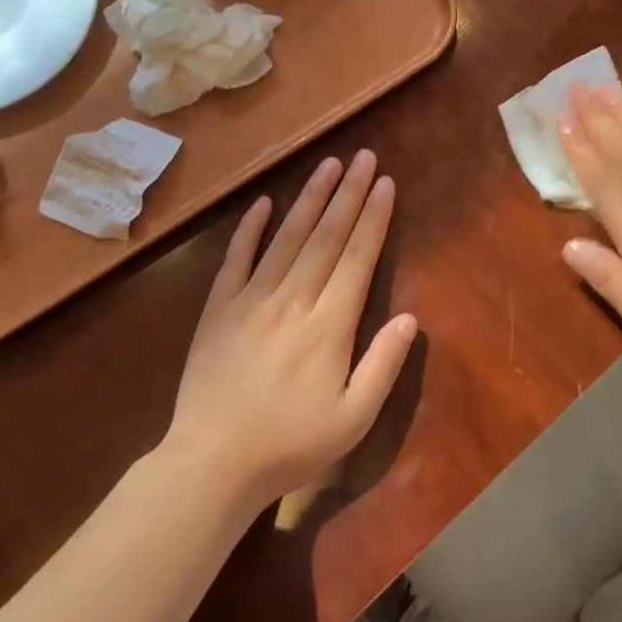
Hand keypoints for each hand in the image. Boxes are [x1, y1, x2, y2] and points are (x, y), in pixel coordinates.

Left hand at [164, 151, 416, 512]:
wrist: (211, 464)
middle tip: (364, 157)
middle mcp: (293, 300)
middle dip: (349, 194)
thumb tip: (410, 318)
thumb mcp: (352, 419)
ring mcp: (251, 300)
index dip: (374, 218)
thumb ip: (383, 365)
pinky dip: (250, 228)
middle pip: (326, 237)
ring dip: (310, 199)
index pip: (357, 258)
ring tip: (328, 165)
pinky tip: (264, 202)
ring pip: (287, 238)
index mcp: (329, 326)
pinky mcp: (219, 309)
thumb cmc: (290, 446)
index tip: (386, 184)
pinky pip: (237, 259)